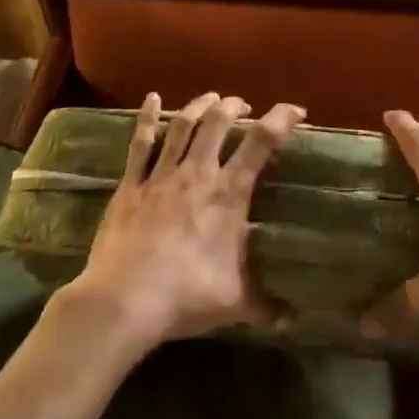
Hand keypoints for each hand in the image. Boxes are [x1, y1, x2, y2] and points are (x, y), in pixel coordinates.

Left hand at [62, 91, 304, 353]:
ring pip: (183, 125)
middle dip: (234, 106)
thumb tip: (291, 320)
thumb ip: (264, 306)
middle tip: (243, 106)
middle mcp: (198, 173)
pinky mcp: (131, 184)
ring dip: (199, 105)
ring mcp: (162, 175)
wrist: (123, 302)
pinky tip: (151, 98)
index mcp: (228, 193)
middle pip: (218, 122)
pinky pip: (140, 143)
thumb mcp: (234, 303)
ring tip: (211, 98)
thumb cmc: (185, 296)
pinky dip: (147, 117)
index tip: (296, 111)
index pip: (261, 143)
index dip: (281, 119)